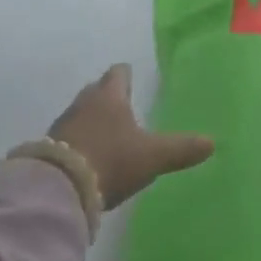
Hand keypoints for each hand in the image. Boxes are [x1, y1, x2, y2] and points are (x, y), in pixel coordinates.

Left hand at [50, 64, 213, 208]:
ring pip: (81, 112)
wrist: (59, 187)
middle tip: (122, 105)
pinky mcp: (48, 147)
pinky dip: (78, 140)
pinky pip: (67, 136)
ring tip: (106, 132)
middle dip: (108, 96)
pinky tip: (87, 155)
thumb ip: (180, 149)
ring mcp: (63, 123)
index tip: (131, 77)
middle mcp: (85, 102)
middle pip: (97, 90)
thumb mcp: (152, 157)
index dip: (126, 75)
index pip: (118, 73)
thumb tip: (212, 142)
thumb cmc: (111, 160)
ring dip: (92, 119)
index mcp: (110, 96)